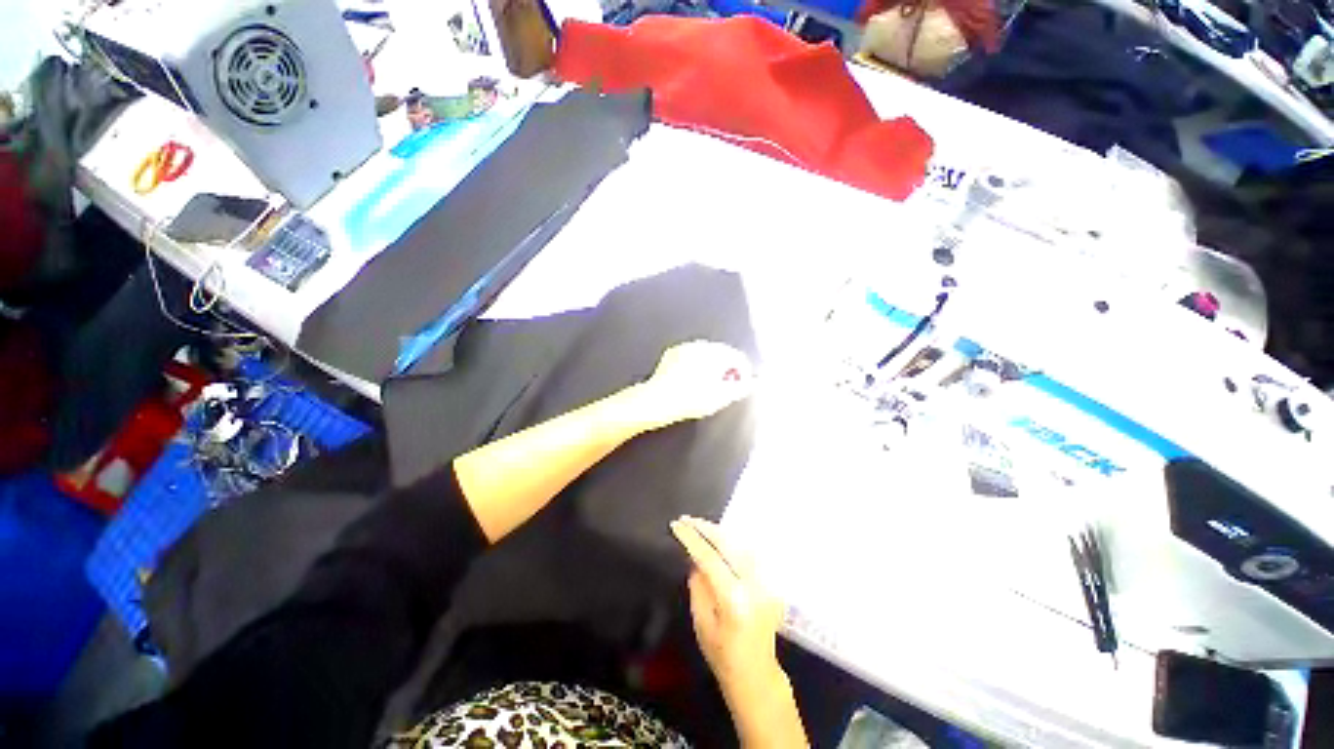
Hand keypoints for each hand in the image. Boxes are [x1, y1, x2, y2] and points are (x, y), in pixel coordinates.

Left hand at [636, 341, 754, 430]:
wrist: (658, 400)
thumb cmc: (690, 400)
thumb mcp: (721, 398)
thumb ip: (740, 388)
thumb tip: (749, 383)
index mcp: (715, 354)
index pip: (737, 357)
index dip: (743, 371)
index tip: (743, 381)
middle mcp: (700, 346)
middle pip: (722, 353)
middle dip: (727, 367)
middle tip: (727, 384)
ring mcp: (685, 347)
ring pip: (705, 353)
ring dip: (711, 364)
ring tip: (709, 382)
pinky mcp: (673, 352)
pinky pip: (690, 355)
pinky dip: (695, 363)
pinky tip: (693, 377)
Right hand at [670, 516, 785, 700]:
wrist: (756, 674)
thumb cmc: (723, 655)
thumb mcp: (701, 623)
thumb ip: (698, 586)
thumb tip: (695, 558)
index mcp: (734, 599)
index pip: (709, 558)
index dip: (692, 538)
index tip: (677, 525)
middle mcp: (754, 585)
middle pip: (729, 544)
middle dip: (706, 528)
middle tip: (687, 519)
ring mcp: (766, 582)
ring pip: (741, 543)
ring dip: (720, 532)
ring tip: (701, 525)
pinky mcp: (771, 582)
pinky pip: (750, 553)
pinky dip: (734, 542)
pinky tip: (721, 539)